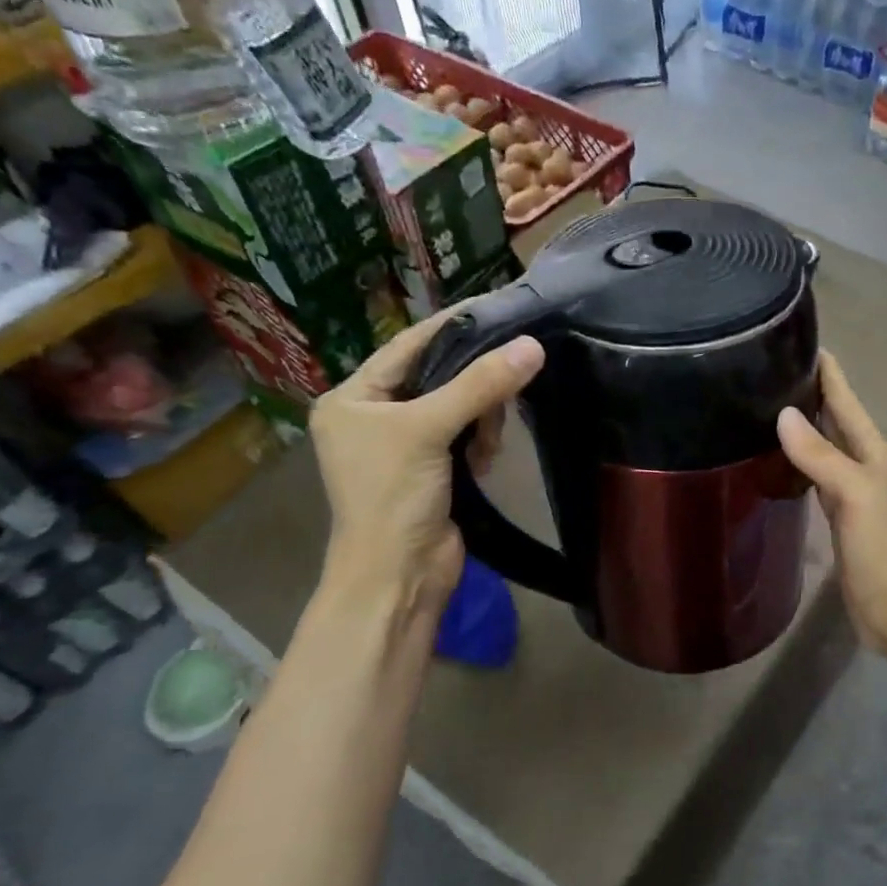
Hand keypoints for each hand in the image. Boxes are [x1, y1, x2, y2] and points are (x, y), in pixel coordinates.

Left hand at [310, 311, 544, 610]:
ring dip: (481, 419)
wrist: (398, 577)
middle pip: (438, 375)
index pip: (409, 345)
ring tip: (487, 443)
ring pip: (459, 406)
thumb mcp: (429, 431)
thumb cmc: (393, 497)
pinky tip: (486, 460)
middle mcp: (375, 416)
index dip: (452, 327)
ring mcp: (406, 445)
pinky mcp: (434, 470)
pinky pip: (466, 436)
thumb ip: (480, 386)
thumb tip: (533, 345)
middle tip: (506, 387)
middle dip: (474, 384)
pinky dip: (481, 443)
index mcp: (353, 398)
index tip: (498, 308)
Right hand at [777, 352, 886, 656]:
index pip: (847, 401)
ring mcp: (855, 491)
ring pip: (827, 447)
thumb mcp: (853, 495)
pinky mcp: (842, 516)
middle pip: (837, 420)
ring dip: (806, 427)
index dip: (828, 372)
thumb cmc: (883, 550)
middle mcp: (867, 465)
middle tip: (772, 368)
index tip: (800, 340)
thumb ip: (821, 455)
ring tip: (770, 404)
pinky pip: (818, 477)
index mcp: (876, 453)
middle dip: (812, 394)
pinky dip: (801, 462)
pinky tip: (782, 458)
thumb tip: (784, 413)